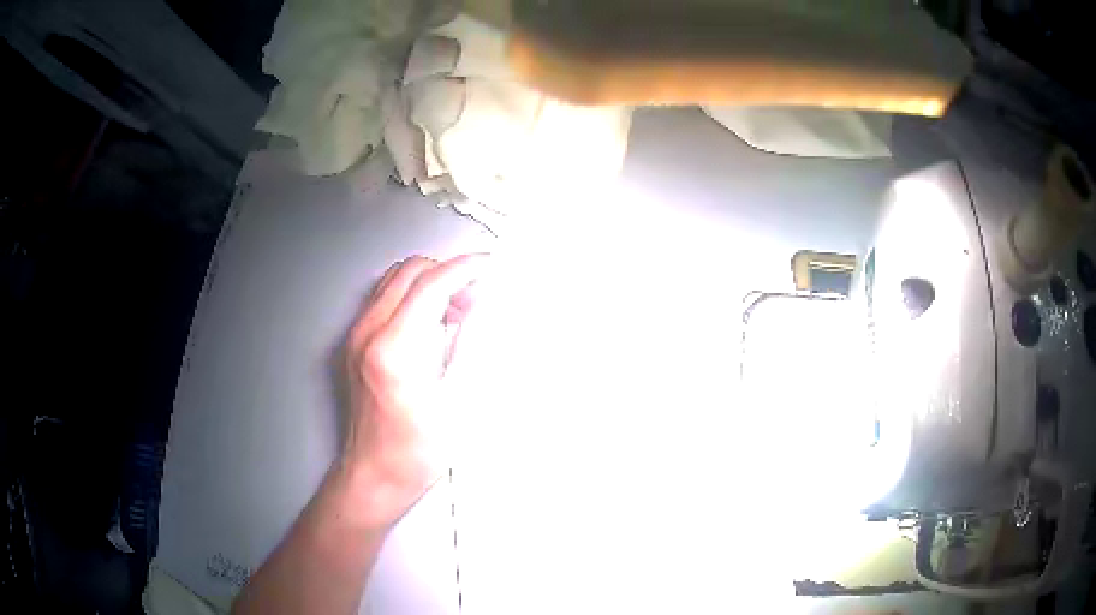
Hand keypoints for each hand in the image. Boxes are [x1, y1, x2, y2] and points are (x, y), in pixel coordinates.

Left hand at [340, 254, 485, 528]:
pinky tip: (431, 324)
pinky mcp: (353, 344)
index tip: (487, 265)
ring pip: (394, 280)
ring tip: (456, 310)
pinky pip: (383, 299)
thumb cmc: (413, 453)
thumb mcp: (457, 402)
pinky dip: (412, 297)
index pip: (432, 283)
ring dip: (429, 283)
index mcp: (394, 349)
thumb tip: (479, 309)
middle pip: (410, 271)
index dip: (465, 268)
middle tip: (475, 296)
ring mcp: (356, 337)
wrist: (374, 474)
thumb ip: (469, 345)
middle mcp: (368, 334)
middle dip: (448, 273)